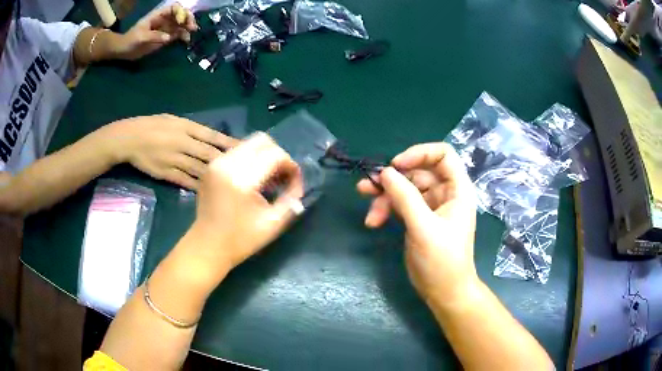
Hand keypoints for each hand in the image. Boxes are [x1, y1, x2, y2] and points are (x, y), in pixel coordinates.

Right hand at [95, 114, 237, 188]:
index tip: (246, 150)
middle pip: (210, 155)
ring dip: (218, 178)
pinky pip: (186, 182)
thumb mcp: (173, 120)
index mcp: (186, 127)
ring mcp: (175, 161)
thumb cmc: (152, 125)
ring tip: (234, 185)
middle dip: (229, 163)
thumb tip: (210, 138)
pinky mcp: (167, 174)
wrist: (129, 139)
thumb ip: (192, 129)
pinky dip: (199, 187)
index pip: (213, 136)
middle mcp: (183, 144)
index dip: (230, 144)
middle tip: (247, 171)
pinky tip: (211, 193)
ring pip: (200, 171)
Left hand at [117, 3, 197, 59]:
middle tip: (192, 27)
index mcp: (158, 15)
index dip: (179, 12)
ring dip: (188, 27)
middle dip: (187, 18)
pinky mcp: (165, 38)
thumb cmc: (130, 41)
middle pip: (180, 15)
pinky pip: (178, 34)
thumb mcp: (141, 37)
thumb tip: (169, 37)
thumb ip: (155, 36)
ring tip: (191, 33)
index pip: (173, 8)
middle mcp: (164, 20)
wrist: (124, 51)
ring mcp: (165, 28)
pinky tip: (186, 40)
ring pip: (181, 24)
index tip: (180, 21)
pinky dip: (184, 36)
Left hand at [191, 133, 303, 278]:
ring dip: (264, 157)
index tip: (295, 183)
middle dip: (278, 156)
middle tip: (282, 177)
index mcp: (242, 179)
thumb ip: (291, 199)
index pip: (275, 155)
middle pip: (262, 140)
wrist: (206, 246)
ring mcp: (216, 163)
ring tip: (268, 179)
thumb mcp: (273, 224)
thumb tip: (298, 182)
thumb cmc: (240, 240)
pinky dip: (250, 160)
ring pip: (249, 144)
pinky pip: (237, 151)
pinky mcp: (211, 166)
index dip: (290, 166)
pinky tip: (252, 180)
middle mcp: (226, 164)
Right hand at [357, 143, 477, 305]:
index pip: (443, 154)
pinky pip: (400, 204)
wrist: (444, 292)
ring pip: (405, 188)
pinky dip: (386, 209)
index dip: (420, 153)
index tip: (396, 165)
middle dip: (393, 179)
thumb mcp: (424, 228)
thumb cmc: (442, 261)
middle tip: (368, 186)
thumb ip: (405, 197)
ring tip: (369, 213)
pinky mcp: (418, 219)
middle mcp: (445, 193)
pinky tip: (373, 222)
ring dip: (384, 197)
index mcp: (457, 189)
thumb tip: (385, 171)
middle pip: (418, 171)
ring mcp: (431, 206)